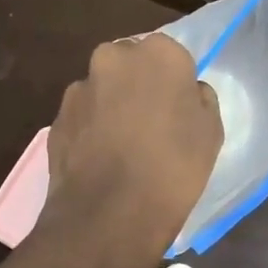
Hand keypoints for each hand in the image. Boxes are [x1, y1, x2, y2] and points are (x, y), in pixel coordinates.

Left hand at [32, 35, 221, 267]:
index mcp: (158, 53)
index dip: (175, 84)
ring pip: (102, 90)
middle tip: (151, 126)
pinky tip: (100, 161)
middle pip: (131, 65)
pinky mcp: (57, 119)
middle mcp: (113, 58)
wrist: (110, 215)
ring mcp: (79, 88)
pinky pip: (82, 118)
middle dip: (138, 87)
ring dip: (111, 108)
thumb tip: (187, 93)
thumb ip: (199, 100)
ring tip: (122, 149)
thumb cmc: (173, 169)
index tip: (178, 111)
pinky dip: (90, 131)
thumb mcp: (211, 133)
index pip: (172, 56)